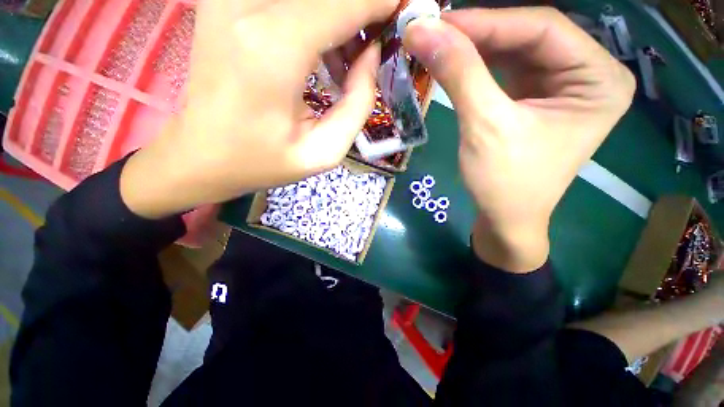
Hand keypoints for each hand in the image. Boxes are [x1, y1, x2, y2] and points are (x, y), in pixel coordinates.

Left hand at [121, 0, 396, 218]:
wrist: (200, 156)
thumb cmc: (262, 162)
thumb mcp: (324, 151)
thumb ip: (358, 104)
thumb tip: (373, 56)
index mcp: (275, 48)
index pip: (347, 1)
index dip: (383, 3)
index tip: (403, 15)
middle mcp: (249, 5)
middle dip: (363, 9)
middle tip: (376, 45)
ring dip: (339, 16)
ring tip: (350, 57)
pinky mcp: (223, 1)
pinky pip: (286, 0)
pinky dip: (316, 17)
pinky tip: (322, 51)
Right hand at [403, 7, 635, 271]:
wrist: (505, 219)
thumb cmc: (505, 183)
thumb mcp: (484, 127)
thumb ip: (459, 74)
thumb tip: (423, 32)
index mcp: (599, 79)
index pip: (541, 28)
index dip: (486, 21)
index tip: (438, 22)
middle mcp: (587, 74)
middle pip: (527, 36)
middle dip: (477, 33)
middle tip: (433, 33)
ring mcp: (560, 85)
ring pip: (513, 51)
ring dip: (473, 48)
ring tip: (437, 46)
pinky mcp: (534, 98)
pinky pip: (505, 71)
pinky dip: (476, 66)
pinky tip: (453, 64)